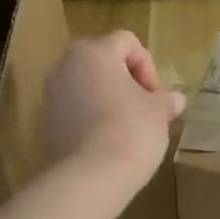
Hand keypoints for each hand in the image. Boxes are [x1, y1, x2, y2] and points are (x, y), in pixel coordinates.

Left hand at [39, 31, 185, 183]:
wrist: (91, 176)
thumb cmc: (131, 130)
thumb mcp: (158, 112)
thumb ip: (165, 100)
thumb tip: (175, 100)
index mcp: (94, 52)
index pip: (126, 42)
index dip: (147, 66)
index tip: (155, 95)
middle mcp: (65, 65)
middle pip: (101, 60)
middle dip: (124, 79)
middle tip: (142, 105)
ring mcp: (50, 94)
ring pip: (84, 84)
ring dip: (104, 97)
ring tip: (124, 124)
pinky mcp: (44, 122)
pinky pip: (72, 109)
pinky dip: (88, 117)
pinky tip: (105, 140)